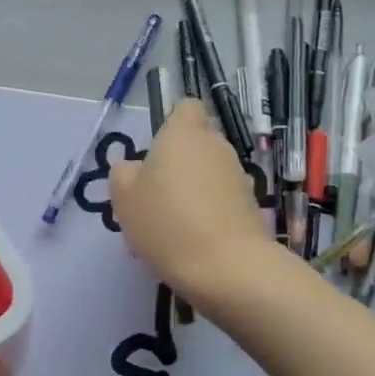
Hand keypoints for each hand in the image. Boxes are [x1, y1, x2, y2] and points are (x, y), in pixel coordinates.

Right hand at [111, 100, 274, 305]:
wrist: (228, 268)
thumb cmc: (168, 222)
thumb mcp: (125, 198)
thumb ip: (124, 174)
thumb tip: (133, 167)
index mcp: (184, 133)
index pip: (186, 107)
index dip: (171, 122)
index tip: (154, 149)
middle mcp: (216, 146)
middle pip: (195, 143)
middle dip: (176, 164)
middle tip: (152, 197)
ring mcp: (238, 176)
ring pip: (207, 175)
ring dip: (190, 191)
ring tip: (168, 228)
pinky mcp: (251, 207)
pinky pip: (220, 201)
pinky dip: (206, 214)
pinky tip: (189, 244)